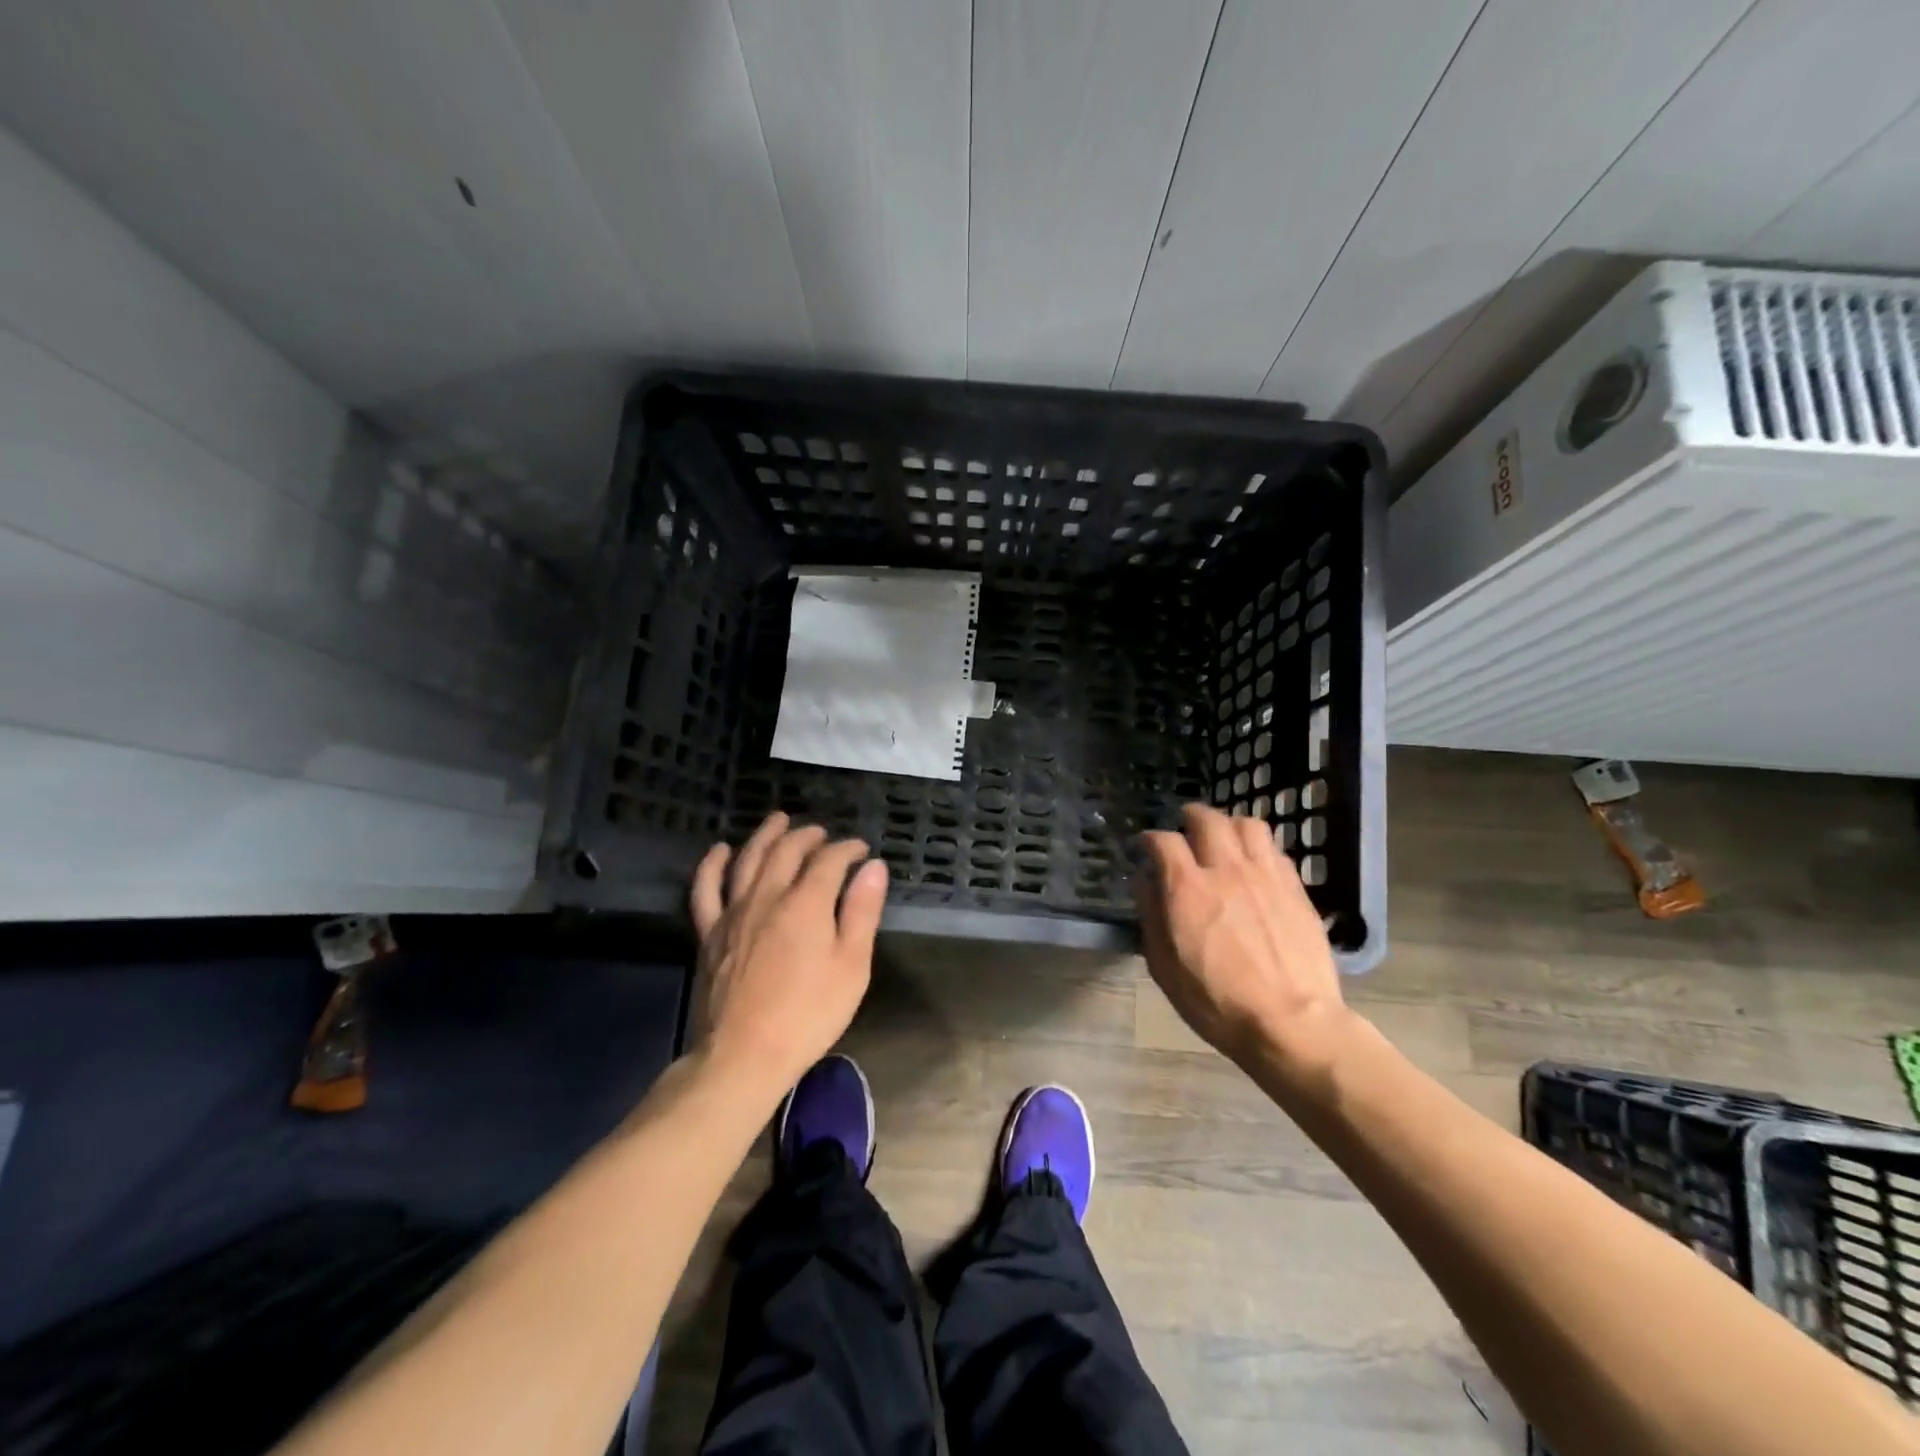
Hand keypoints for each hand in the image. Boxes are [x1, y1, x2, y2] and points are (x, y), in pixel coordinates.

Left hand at [689, 813, 887, 1098]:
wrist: (744, 1055)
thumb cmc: (808, 1014)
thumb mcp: (852, 967)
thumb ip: (862, 912)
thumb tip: (874, 867)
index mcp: (806, 903)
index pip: (830, 860)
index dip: (848, 850)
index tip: (862, 852)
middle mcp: (768, 896)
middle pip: (787, 850)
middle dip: (809, 836)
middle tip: (823, 833)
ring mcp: (733, 912)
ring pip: (748, 859)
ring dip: (765, 835)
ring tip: (778, 820)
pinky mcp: (709, 933)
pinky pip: (705, 889)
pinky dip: (712, 865)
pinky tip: (720, 851)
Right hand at [1135, 804, 1348, 1074]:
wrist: (1292, 1023)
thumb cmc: (1217, 1003)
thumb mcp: (1164, 968)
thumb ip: (1151, 916)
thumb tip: (1145, 882)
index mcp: (1187, 889)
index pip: (1164, 841)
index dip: (1151, 839)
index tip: (1147, 846)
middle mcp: (1226, 870)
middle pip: (1208, 820)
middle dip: (1191, 817)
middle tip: (1185, 826)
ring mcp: (1266, 876)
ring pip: (1248, 825)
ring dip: (1230, 825)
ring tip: (1224, 839)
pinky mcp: (1296, 889)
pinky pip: (1275, 850)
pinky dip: (1258, 847)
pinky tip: (1255, 864)